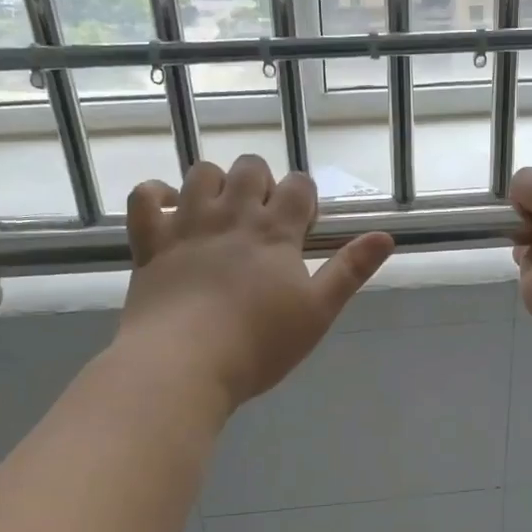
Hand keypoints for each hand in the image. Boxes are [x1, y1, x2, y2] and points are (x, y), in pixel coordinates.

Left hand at [116, 156, 393, 413]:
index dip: (304, 197)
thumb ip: (350, 270)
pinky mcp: (150, 241)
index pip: (298, 186)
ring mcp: (187, 224)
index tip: (303, 226)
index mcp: (275, 231)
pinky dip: (157, 195)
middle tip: (263, 220)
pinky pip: (145, 196)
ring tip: (220, 212)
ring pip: (201, 173)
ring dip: (215, 183)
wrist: (184, 364)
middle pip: (250, 168)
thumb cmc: (259, 344)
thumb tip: (386, 236)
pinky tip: (169, 210)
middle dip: (261, 182)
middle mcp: (231, 215)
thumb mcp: (318, 312)